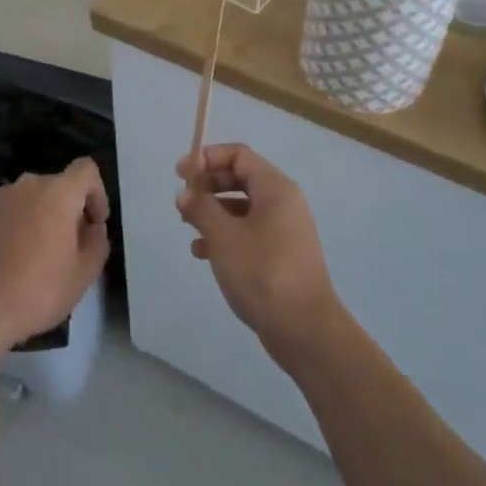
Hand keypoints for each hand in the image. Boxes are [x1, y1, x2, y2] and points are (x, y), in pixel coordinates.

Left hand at [0, 158, 109, 355]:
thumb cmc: (37, 291)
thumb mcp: (84, 274)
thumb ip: (98, 242)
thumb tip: (92, 228)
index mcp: (57, 192)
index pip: (86, 170)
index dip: (97, 193)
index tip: (94, 224)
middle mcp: (27, 186)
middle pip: (57, 187)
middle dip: (68, 211)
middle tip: (68, 248)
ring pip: (30, 200)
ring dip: (40, 218)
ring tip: (36, 257)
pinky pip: (6, 213)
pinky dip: (14, 228)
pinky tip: (9, 261)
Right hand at [175, 145, 341, 365]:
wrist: (304, 330)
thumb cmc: (263, 273)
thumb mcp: (224, 237)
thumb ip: (201, 208)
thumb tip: (186, 192)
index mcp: (275, 189)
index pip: (239, 155)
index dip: (208, 158)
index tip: (181, 173)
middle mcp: (283, 203)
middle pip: (240, 179)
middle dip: (208, 185)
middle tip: (182, 201)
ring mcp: (283, 230)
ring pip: (242, 207)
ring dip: (213, 212)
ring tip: (187, 227)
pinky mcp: (280, 255)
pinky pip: (248, 232)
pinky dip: (225, 235)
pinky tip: (202, 253)